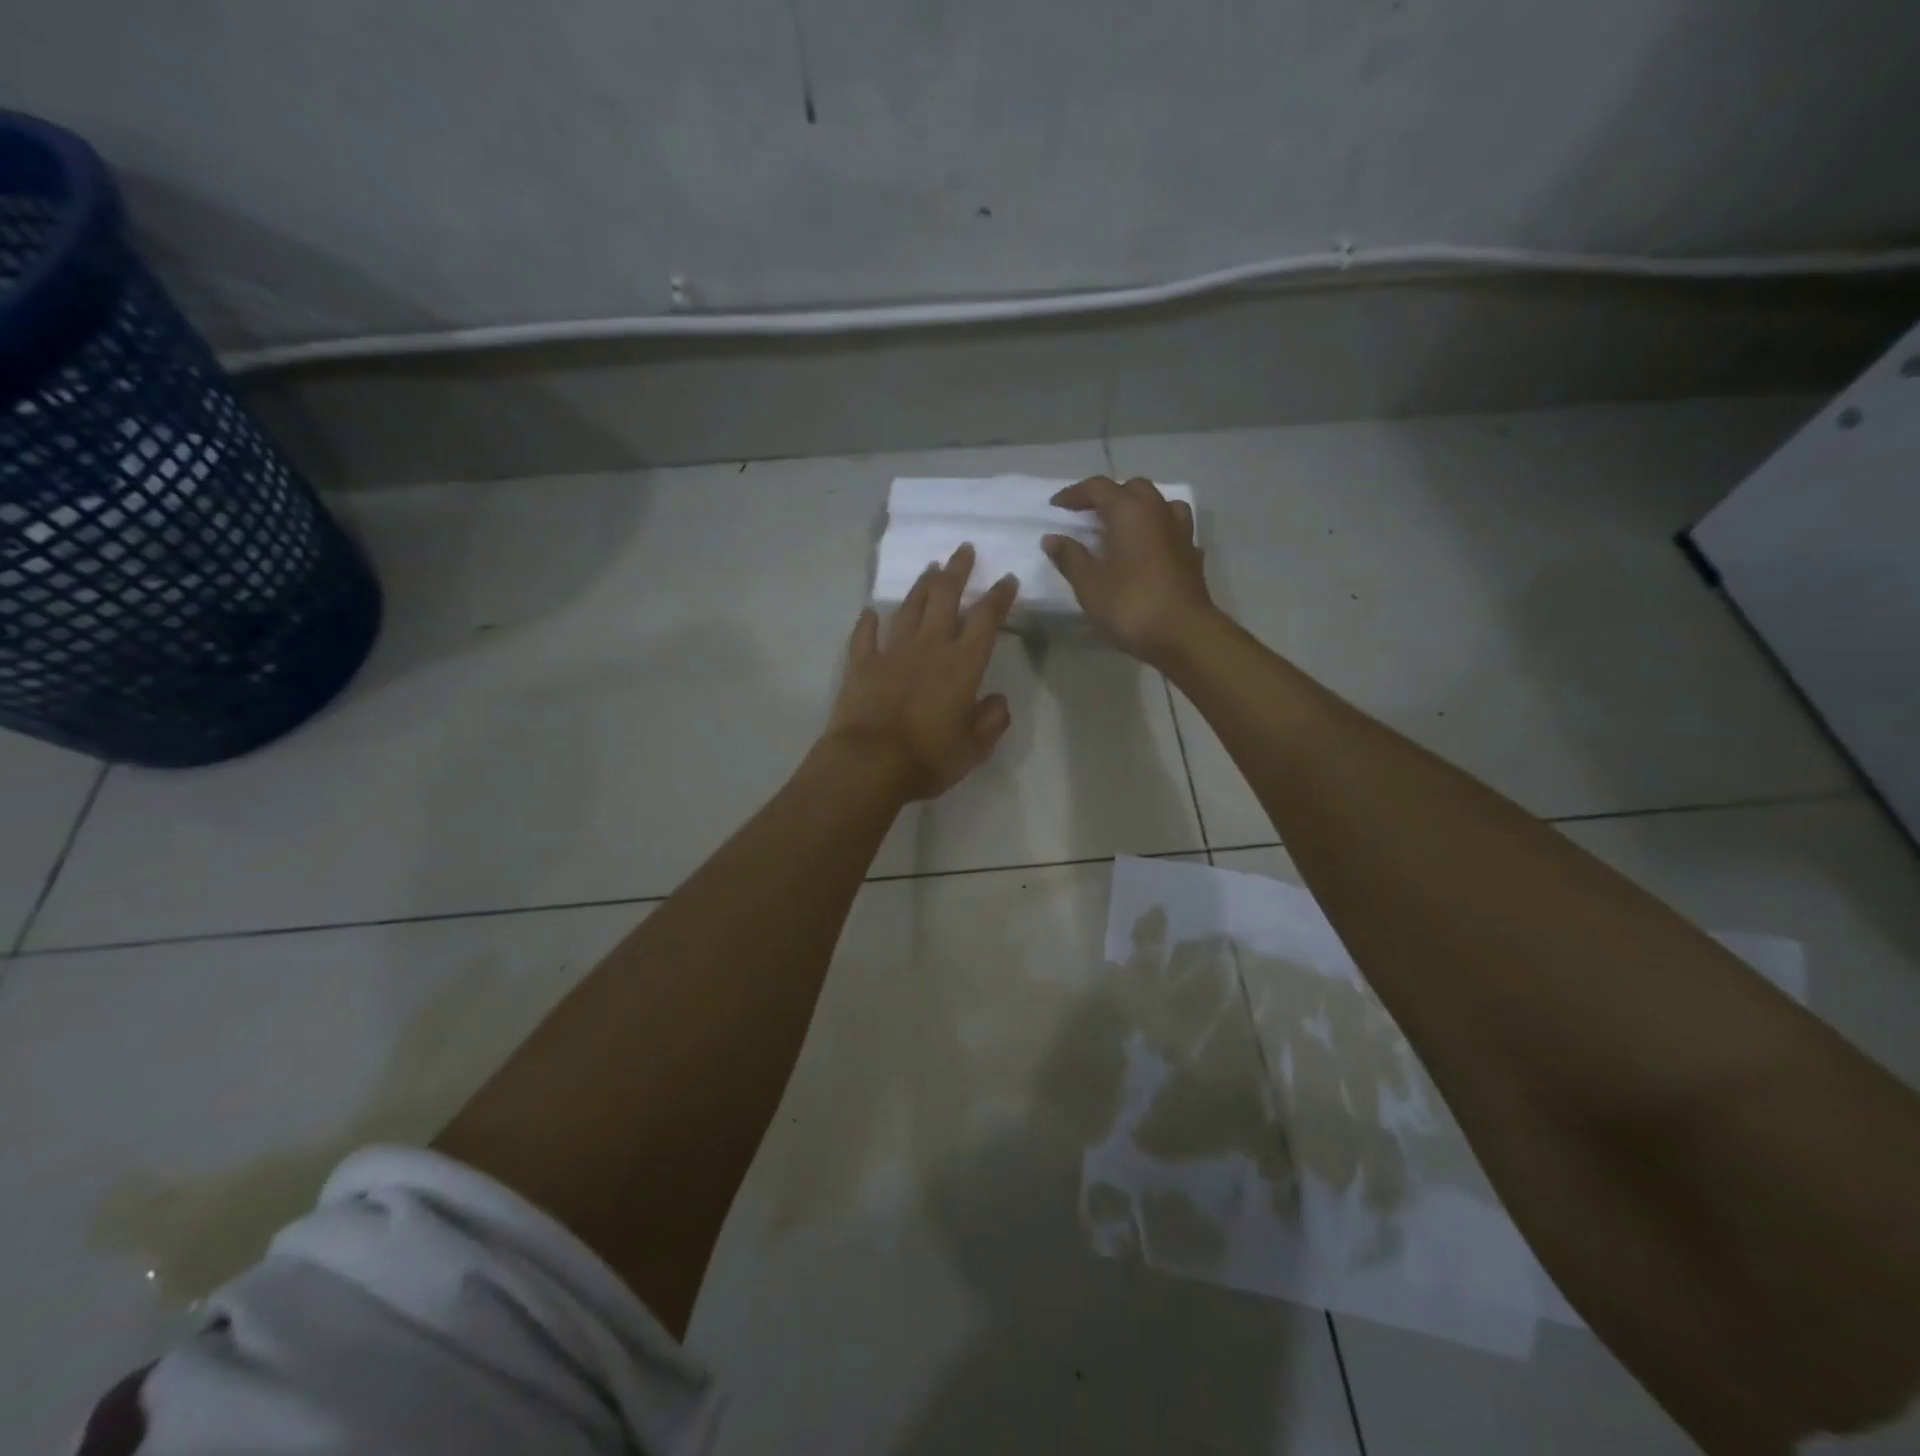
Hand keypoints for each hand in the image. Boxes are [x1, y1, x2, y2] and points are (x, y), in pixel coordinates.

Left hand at [825, 544, 1017, 800]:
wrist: (870, 764)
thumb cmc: (929, 758)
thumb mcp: (974, 748)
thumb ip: (991, 720)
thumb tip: (998, 700)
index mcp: (962, 664)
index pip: (986, 620)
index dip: (998, 597)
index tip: (1006, 579)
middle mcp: (929, 647)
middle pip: (945, 598)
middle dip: (957, 571)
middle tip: (963, 550)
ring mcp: (891, 652)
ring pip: (909, 608)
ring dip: (921, 586)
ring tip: (930, 569)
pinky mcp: (861, 664)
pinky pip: (865, 635)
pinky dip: (869, 622)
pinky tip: (871, 612)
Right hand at [1041, 476, 1215, 663]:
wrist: (1183, 635)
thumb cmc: (1130, 605)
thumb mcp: (1089, 584)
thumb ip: (1070, 557)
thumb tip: (1052, 538)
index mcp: (1129, 512)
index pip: (1098, 488)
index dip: (1074, 494)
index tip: (1056, 507)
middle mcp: (1158, 512)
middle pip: (1133, 489)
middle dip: (1108, 496)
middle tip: (1088, 515)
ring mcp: (1180, 532)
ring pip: (1159, 504)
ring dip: (1139, 509)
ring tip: (1123, 527)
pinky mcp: (1192, 555)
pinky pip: (1174, 530)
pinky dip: (1158, 533)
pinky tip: (1150, 550)